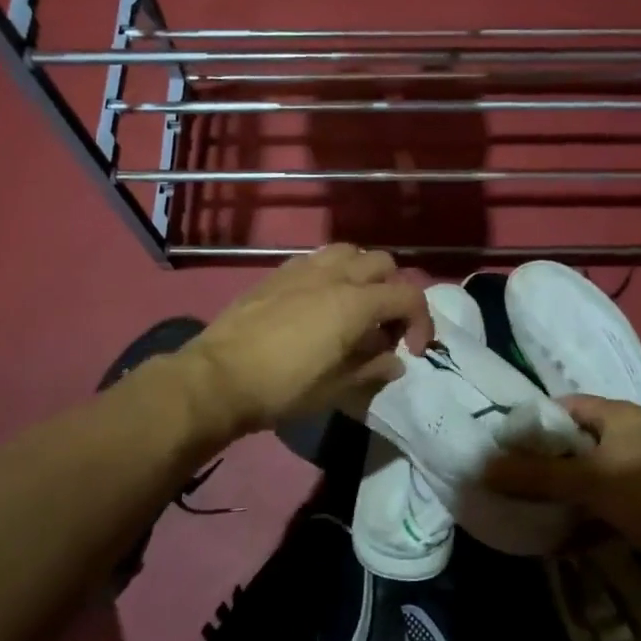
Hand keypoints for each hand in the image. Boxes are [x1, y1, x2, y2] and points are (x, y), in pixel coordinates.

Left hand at [180, 245, 433, 437]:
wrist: (218, 377)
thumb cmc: (282, 388)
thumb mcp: (336, 389)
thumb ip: (372, 368)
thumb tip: (394, 361)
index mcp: (355, 303)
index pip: (408, 296)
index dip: (421, 322)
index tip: (413, 350)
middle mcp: (334, 275)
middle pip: (383, 263)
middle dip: (395, 291)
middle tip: (385, 325)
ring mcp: (303, 269)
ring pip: (349, 251)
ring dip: (363, 273)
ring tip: (356, 304)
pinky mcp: (278, 273)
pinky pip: (317, 258)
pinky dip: (333, 271)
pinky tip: (321, 300)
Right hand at [480, 395, 640, 570]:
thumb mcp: (592, 480)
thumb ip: (538, 476)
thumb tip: (484, 468)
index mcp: (615, 416)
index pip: (561, 407)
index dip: (531, 423)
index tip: (500, 445)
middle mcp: (625, 438)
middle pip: (571, 444)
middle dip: (540, 464)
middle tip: (505, 481)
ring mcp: (636, 473)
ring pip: (586, 479)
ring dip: (559, 495)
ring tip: (522, 510)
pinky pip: (602, 506)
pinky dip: (581, 519)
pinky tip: (555, 538)